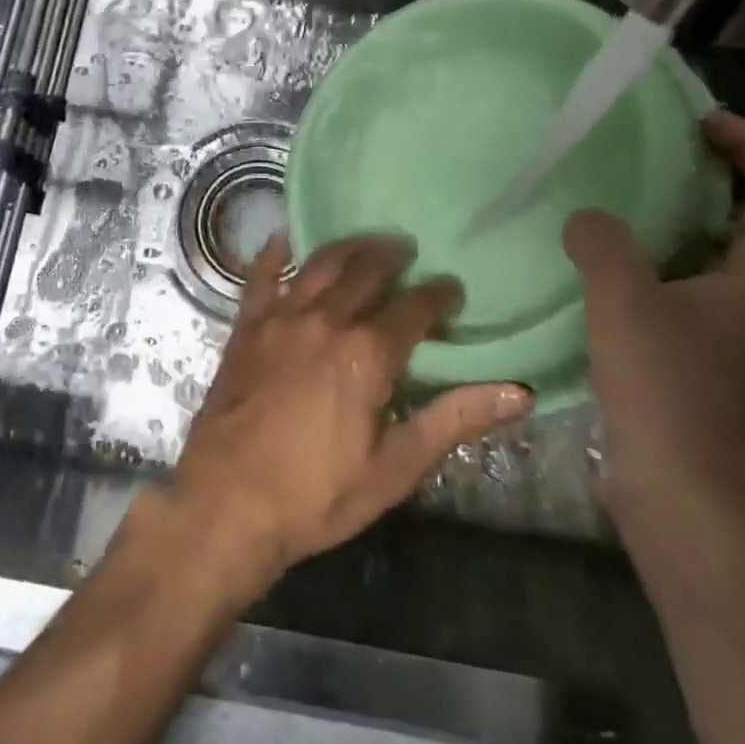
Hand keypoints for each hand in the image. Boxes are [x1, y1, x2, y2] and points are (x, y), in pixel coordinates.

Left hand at [169, 234, 532, 591]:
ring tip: (365, 242)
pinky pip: (261, 276)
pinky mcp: (247, 326)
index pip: (415, 308)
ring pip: (321, 264)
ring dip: (347, 247)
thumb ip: (453, 421)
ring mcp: (282, 318)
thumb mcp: (395, 468)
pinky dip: (274, 253)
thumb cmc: (316, 495)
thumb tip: (519, 392)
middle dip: (393, 257)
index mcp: (368, 354)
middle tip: (408, 252)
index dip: (439, 295)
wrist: (225, 504)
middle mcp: (327, 320)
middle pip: (367, 271)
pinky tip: (283, 239)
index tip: (451, 291)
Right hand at [564, 110, 744, 534]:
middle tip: (659, 156)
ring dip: (687, 225)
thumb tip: (588, 218)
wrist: (684, 497)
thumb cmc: (668, 389)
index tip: (701, 123)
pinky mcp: (712, 367)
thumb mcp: (624, 300)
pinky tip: (615, 274)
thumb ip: (603, 243)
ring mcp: (742, 339)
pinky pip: (695, 295)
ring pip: (724, 260)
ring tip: (628, 207)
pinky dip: (666, 268)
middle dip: (718, 178)